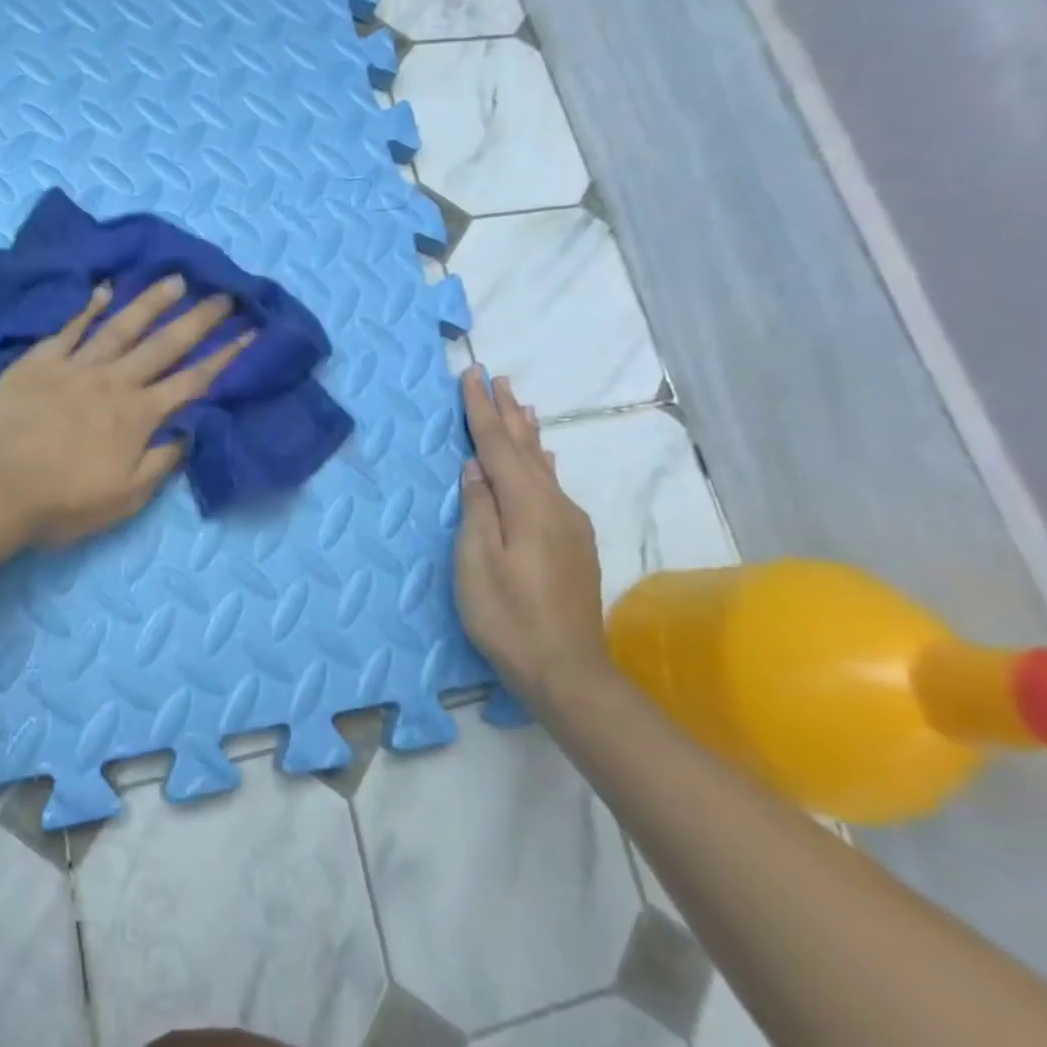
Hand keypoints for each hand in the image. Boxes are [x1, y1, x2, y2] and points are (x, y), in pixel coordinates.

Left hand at [0, 277, 253, 545]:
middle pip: (164, 344)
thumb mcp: (125, 497)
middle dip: (199, 319)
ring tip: (175, 279)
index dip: (225, 357)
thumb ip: (162, 461)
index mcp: (138, 415)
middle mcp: (114, 381)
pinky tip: (104, 290)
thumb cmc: (62, 501)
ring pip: (122, 326)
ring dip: (151, 302)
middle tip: (223, 294)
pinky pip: (70, 328)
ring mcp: (76, 366)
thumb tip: (192, 430)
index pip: (193, 381)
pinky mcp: (40, 361)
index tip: (250, 332)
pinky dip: (89, 307)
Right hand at [455, 367, 608, 701]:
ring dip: (528, 432)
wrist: (568, 671)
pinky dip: (542, 462)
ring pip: (545, 465)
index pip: (498, 446)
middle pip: (527, 448)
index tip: (471, 375)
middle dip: (508, 412)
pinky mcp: (575, 543)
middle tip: (498, 377)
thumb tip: (476, 467)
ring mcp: (570, 524)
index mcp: (528, 505)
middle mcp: (555, 505)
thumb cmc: (509, 617)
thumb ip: (478, 509)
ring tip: (520, 404)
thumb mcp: (477, 563)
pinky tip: (546, 458)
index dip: (481, 410)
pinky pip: (553, 485)